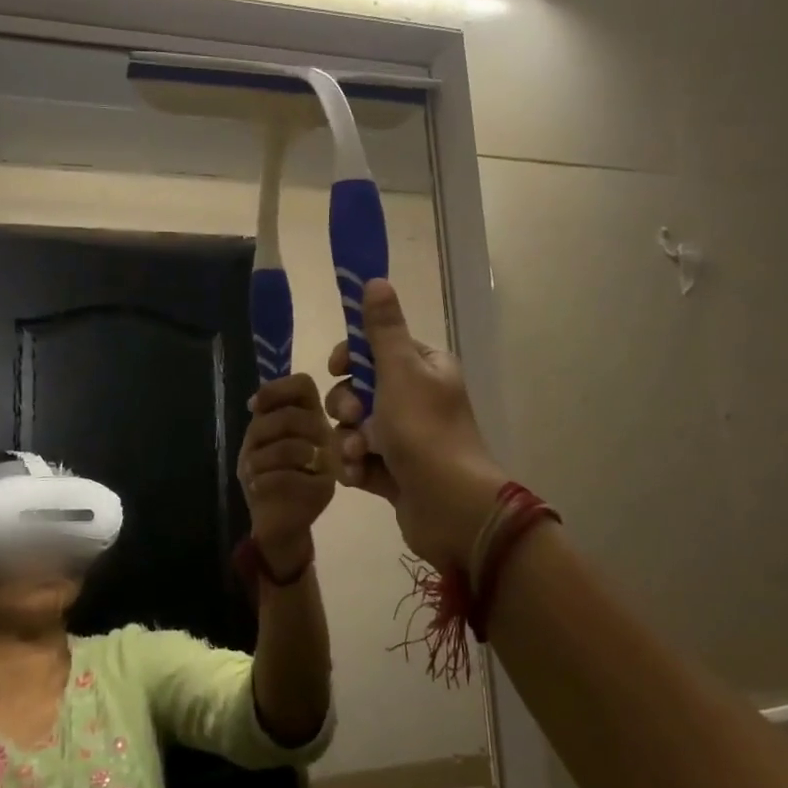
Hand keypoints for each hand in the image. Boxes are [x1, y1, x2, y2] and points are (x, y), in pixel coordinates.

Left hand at [237, 373, 337, 573]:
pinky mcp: (323, 489)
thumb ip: (263, 418)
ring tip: (252, 472)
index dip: (276, 390)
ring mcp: (328, 462)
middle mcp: (325, 433)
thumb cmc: (268, 475)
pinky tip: (258, 487)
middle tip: (252, 450)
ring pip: (288, 448)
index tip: (254, 408)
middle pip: (290, 416)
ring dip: (258, 460)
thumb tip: (254, 402)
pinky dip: (263, 481)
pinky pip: (286, 477)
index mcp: (310, 416)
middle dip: (261, 433)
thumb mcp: (260, 441)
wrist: (277, 522)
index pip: (303, 385)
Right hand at [325, 279, 507, 571]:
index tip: (337, 367)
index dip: (351, 357)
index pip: (377, 348)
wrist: (450, 507)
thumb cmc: (424, 431)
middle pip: (359, 389)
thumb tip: (375, 279)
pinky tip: (358, 476)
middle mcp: (417, 399)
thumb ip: (383, 329)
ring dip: (347, 439)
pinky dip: (354, 465)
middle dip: (346, 405)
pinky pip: (359, 458)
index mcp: (425, 369)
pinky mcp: (395, 472)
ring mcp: (406, 438)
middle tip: (352, 418)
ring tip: (358, 454)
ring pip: (354, 427)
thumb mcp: (400, 371)